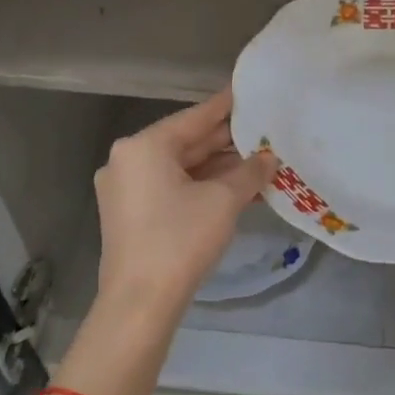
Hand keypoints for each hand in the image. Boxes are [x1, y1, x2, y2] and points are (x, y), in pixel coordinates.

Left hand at [94, 90, 276, 322]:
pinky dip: (201, 186)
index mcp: (144, 146)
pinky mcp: (129, 214)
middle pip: (186, 142)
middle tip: (263, 131)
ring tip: (258, 162)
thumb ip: (249, 172)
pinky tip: (235, 189)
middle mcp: (128, 160)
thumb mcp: (224, 200)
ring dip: (217, 167)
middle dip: (226, 142)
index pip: (195, 117)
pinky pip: (170, 188)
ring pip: (180, 168)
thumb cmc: (180, 239)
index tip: (249, 91)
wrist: (140, 303)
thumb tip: (269, 158)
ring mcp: (125, 189)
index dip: (226, 106)